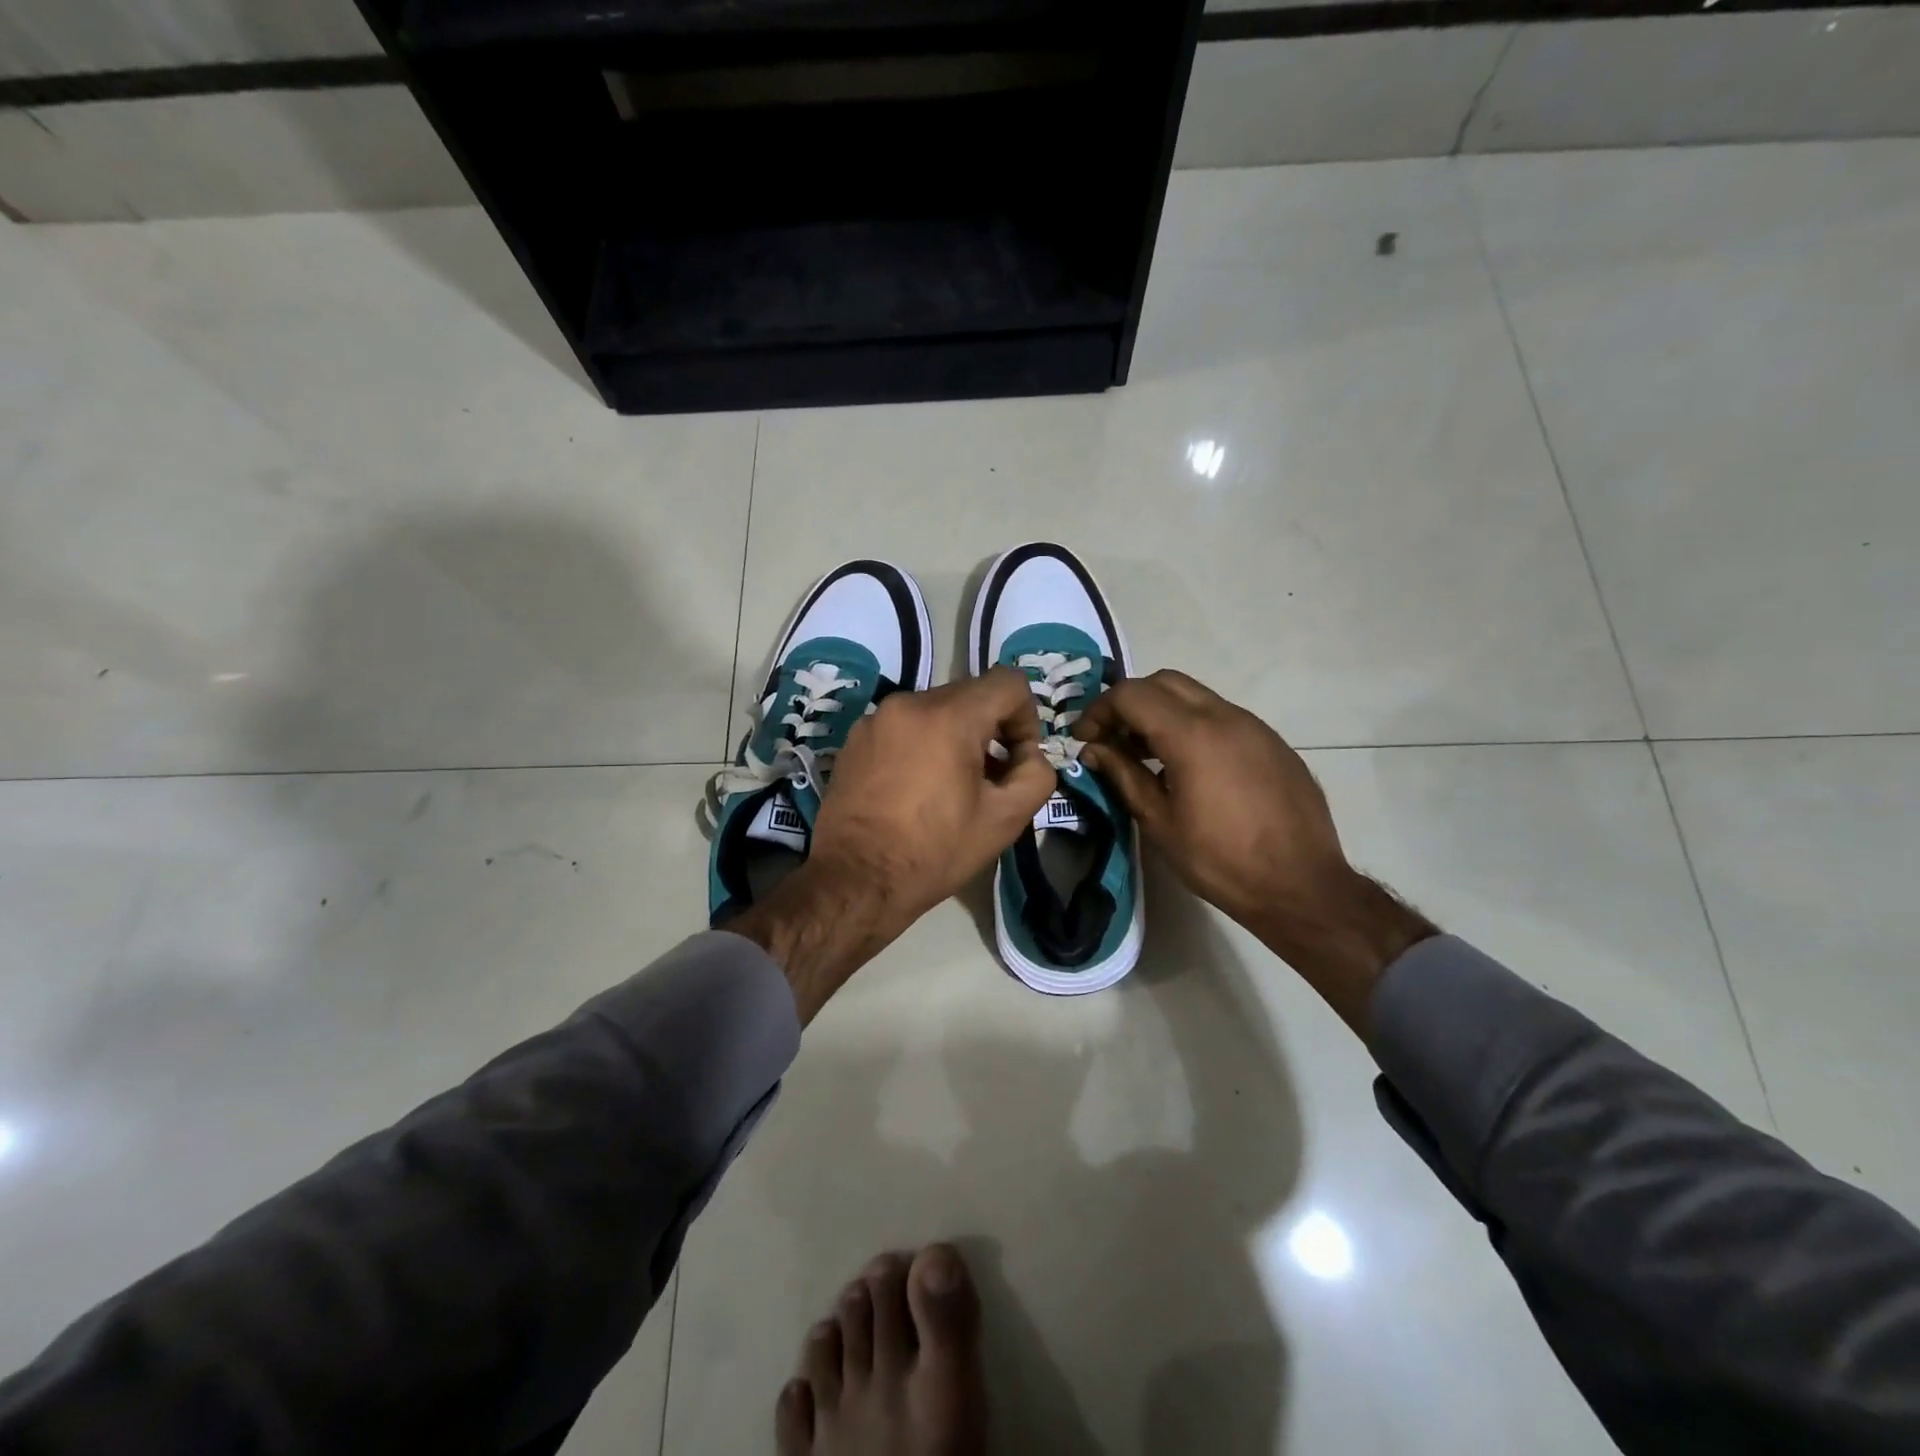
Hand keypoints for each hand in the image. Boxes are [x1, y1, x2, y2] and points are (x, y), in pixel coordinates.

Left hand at [733, 667, 1054, 1021]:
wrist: (856, 879)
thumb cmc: (935, 850)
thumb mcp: (1005, 819)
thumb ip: (1036, 775)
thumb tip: (1028, 755)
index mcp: (949, 716)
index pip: (1008, 682)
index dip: (1026, 717)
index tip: (1017, 758)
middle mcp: (909, 702)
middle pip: (971, 694)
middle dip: (990, 729)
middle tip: (989, 778)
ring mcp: (877, 718)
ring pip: (936, 709)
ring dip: (955, 736)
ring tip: (950, 786)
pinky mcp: (855, 738)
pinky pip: (904, 725)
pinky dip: (921, 744)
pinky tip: (915, 789)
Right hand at [1073, 670, 1435, 1032]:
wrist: (1301, 886)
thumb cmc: (1220, 860)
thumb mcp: (1160, 822)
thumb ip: (1124, 775)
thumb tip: (1095, 750)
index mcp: (1192, 735)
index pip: (1131, 694)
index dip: (1099, 711)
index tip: (1086, 740)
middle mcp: (1225, 716)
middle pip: (1163, 682)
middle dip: (1129, 702)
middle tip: (1112, 739)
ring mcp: (1254, 726)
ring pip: (1195, 696)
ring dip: (1161, 713)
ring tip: (1146, 754)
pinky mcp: (1272, 742)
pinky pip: (1222, 717)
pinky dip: (1192, 726)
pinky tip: (1189, 768)